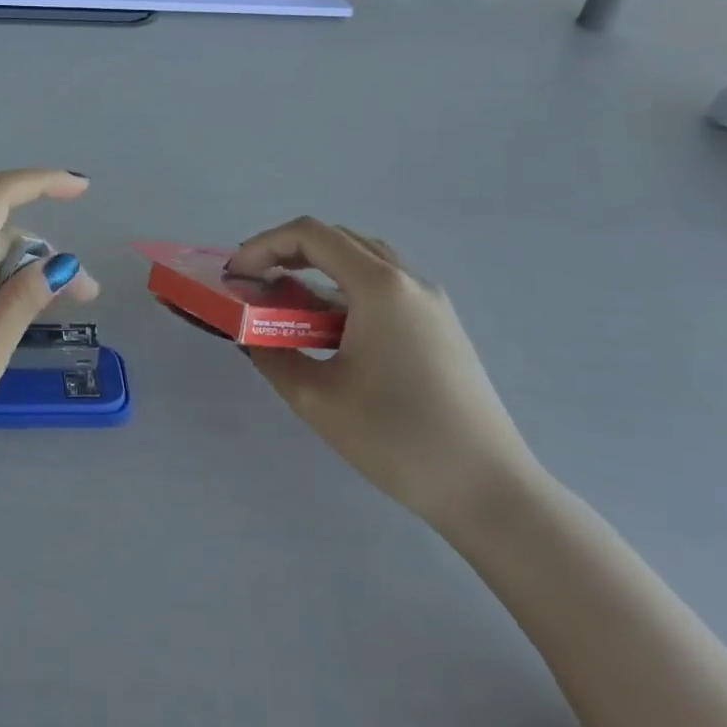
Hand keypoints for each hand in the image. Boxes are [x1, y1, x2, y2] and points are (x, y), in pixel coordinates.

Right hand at [227, 218, 539, 527]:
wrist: (490, 491)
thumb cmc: (397, 439)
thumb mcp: (316, 398)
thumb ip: (271, 354)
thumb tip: (250, 333)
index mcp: (379, 286)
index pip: (310, 234)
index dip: (263, 246)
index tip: (236, 277)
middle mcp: (408, 281)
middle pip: (337, 238)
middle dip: (286, 251)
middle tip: (254, 284)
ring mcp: (430, 302)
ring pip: (363, 258)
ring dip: (317, 267)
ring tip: (286, 301)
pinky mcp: (441, 326)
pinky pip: (383, 284)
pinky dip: (344, 287)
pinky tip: (329, 327)